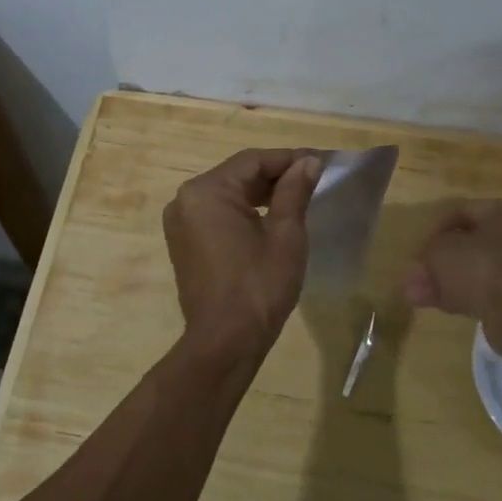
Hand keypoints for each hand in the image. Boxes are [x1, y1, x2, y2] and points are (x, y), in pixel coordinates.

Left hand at [163, 149, 322, 353]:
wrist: (225, 342)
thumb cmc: (259, 286)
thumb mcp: (285, 235)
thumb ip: (295, 191)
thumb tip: (308, 162)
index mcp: (207, 192)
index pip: (253, 161)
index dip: (290, 158)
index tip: (321, 161)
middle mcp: (186, 200)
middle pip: (238, 175)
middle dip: (276, 175)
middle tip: (314, 178)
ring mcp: (181, 222)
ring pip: (228, 194)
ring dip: (261, 193)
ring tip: (299, 196)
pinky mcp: (184, 242)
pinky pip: (217, 214)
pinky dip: (244, 211)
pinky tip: (272, 217)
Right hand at [403, 200, 501, 353]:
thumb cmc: (481, 266)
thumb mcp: (441, 250)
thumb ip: (427, 254)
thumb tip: (416, 272)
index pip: (463, 212)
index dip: (435, 229)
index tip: (419, 249)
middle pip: (469, 244)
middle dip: (439, 261)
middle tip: (416, 276)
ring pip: (475, 270)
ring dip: (446, 281)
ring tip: (418, 296)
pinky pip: (485, 291)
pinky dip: (462, 296)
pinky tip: (440, 306)